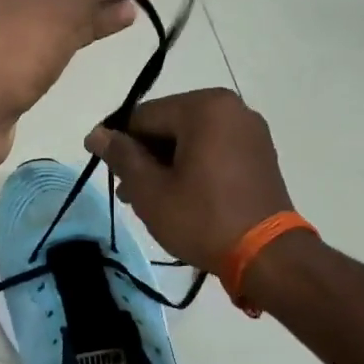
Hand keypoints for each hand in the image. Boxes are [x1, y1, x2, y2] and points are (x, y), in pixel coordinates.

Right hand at [84, 88, 295, 272]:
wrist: (267, 256)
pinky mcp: (260, 153)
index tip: (113, 178)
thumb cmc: (202, 219)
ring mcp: (250, 130)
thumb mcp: (150, 190)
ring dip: (167, 164)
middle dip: (145, 157)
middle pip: (168, 125)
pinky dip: (193, 167)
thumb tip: (96, 134)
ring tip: (152, 201)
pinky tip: (182, 197)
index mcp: (204, 107)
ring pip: (191, 139)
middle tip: (130, 195)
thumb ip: (121, 156)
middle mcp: (231, 108)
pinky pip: (214, 150)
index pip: (143, 117)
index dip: (120, 145)